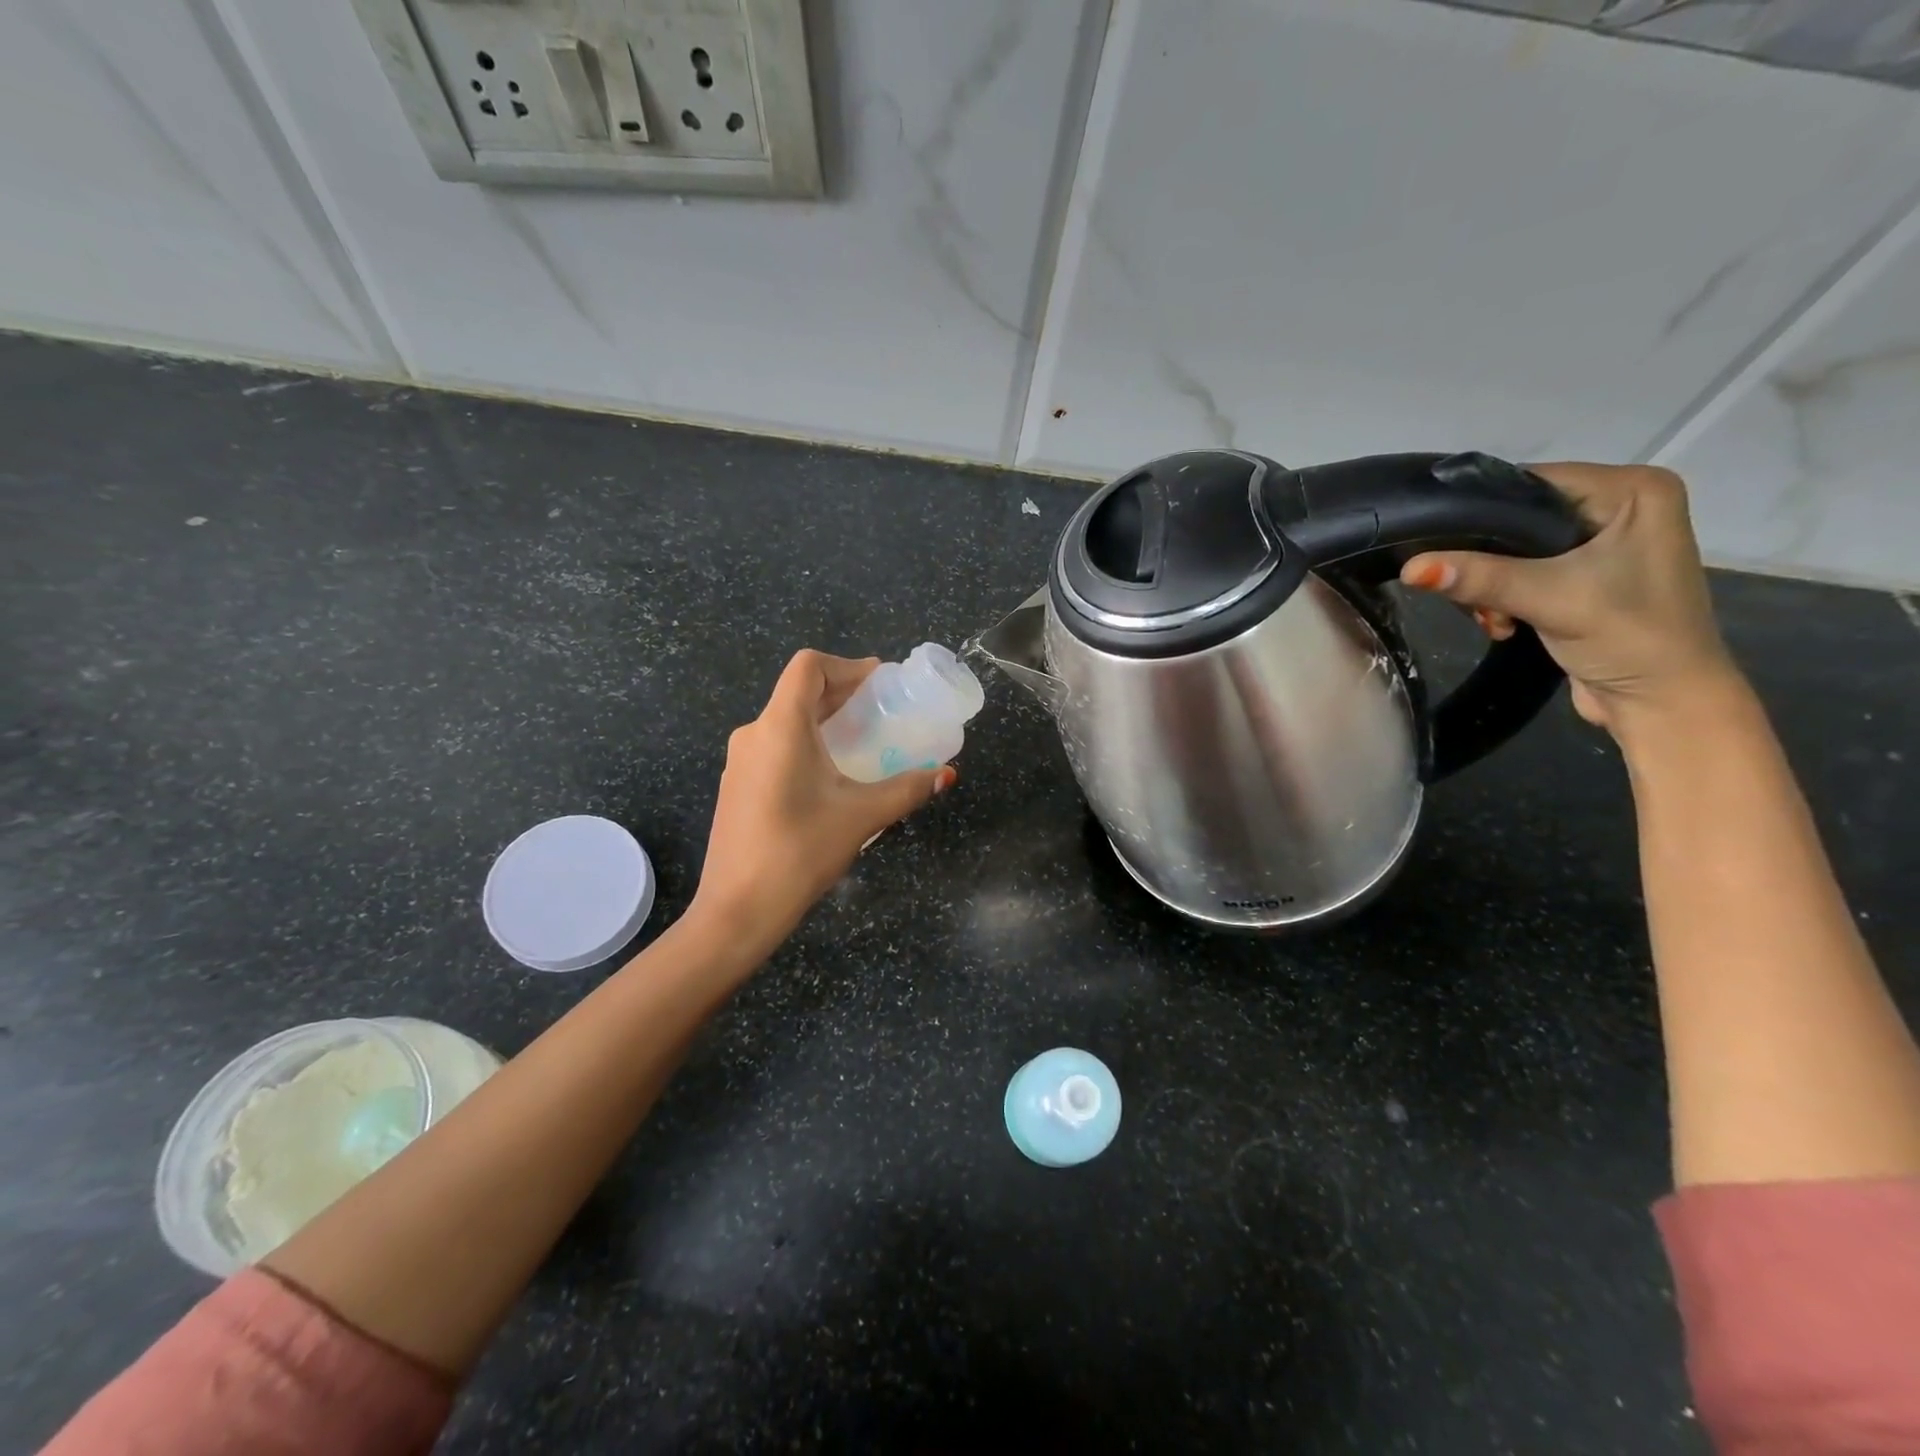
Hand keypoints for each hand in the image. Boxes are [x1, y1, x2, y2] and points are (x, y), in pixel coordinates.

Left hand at [688, 650, 955, 952]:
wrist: (738, 910)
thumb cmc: (800, 852)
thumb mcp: (862, 816)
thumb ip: (908, 789)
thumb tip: (947, 774)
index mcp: (780, 727)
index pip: (808, 667)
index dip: (847, 666)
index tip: (879, 682)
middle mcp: (754, 734)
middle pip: (798, 692)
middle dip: (841, 693)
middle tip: (881, 707)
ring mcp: (740, 763)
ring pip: (785, 721)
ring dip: (823, 720)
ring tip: (862, 739)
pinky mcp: (738, 787)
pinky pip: (775, 747)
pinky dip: (806, 744)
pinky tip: (830, 775)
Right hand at [1399, 462, 1743, 735]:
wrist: (1661, 703)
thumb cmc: (1629, 637)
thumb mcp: (1549, 599)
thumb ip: (1480, 578)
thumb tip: (1410, 568)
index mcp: (1633, 490)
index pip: (1532, 482)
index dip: (1480, 512)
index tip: (1435, 543)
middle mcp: (1620, 506)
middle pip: (1518, 517)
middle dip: (1483, 560)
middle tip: (1470, 596)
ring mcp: (1602, 542)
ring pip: (1513, 549)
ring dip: (1489, 586)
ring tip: (1493, 618)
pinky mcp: (1584, 576)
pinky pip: (1522, 571)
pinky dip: (1502, 598)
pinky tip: (1504, 623)